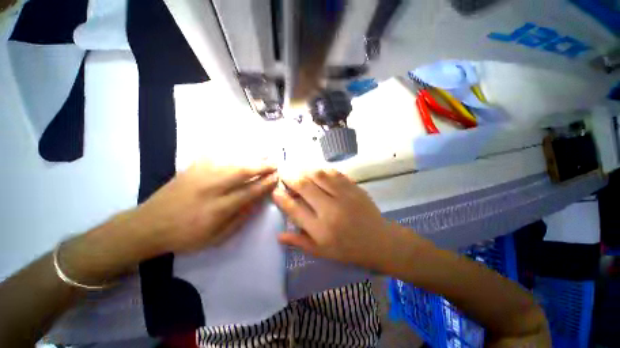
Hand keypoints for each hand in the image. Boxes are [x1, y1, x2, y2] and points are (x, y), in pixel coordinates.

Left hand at [59, 161, 277, 284]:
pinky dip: (231, 152)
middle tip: (275, 162)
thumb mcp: (217, 238)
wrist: (148, 225)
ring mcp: (200, 175)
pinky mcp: (191, 168)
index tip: (277, 177)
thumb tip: (258, 201)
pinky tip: (241, 150)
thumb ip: (240, 218)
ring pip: (232, 161)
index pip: (250, 192)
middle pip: (242, 172)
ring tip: (264, 154)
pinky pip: (215, 155)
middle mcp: (211, 188)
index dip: (265, 183)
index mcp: (218, 208)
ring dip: (251, 157)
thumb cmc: (185, 236)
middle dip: (262, 166)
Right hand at [272, 169, 407, 270]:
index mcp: (321, 229)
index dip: (282, 198)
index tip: (275, 190)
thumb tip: (279, 234)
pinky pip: (335, 173)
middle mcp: (330, 210)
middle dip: (290, 177)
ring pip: (319, 176)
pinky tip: (316, 170)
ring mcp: (344, 196)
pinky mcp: (354, 188)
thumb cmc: (348, 250)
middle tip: (283, 172)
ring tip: (297, 169)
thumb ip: (300, 242)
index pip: (295, 209)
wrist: (379, 241)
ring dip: (305, 170)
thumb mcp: (322, 252)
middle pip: (305, 187)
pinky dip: (323, 170)